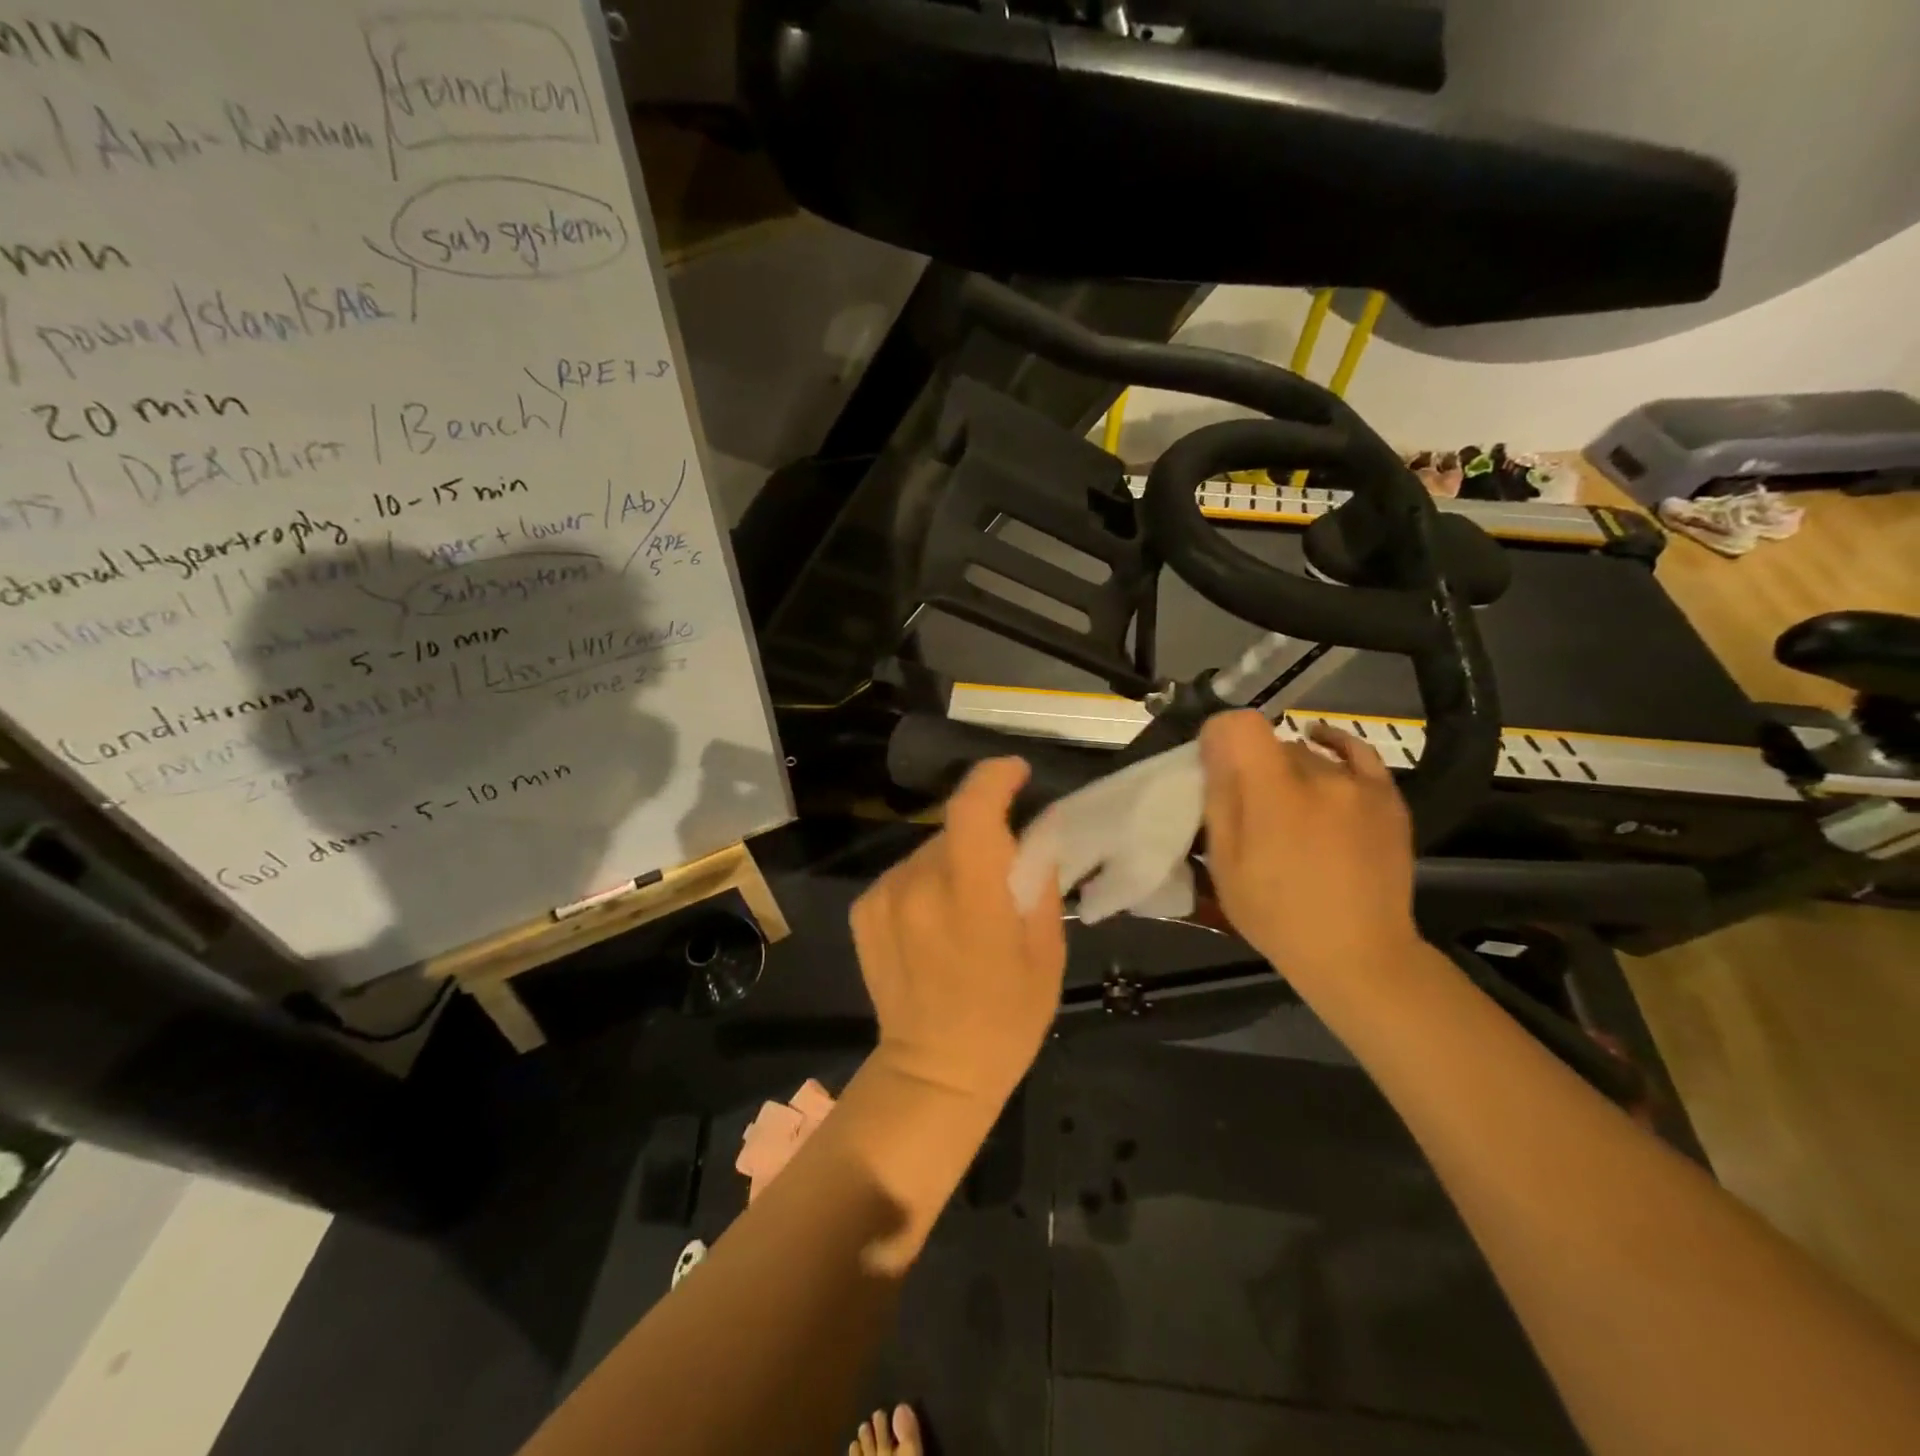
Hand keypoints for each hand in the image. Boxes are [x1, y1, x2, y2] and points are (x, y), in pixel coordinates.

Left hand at [851, 758, 1066, 1105]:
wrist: (935, 1071)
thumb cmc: (1006, 1018)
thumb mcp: (1046, 951)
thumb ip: (1039, 881)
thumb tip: (1033, 834)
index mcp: (969, 897)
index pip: (972, 810)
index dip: (994, 779)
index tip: (1016, 773)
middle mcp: (917, 886)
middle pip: (954, 830)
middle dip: (983, 837)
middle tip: (1004, 873)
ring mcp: (884, 896)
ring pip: (929, 851)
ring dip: (953, 862)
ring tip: (967, 909)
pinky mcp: (864, 909)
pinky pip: (905, 874)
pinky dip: (926, 882)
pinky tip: (935, 924)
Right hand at [1200, 711, 1421, 986]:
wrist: (1357, 953)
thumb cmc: (1276, 914)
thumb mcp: (1225, 862)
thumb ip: (1219, 799)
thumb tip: (1214, 748)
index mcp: (1272, 793)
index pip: (1238, 726)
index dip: (1219, 737)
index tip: (1212, 764)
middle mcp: (1318, 775)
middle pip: (1271, 744)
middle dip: (1252, 764)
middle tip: (1247, 804)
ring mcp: (1358, 784)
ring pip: (1307, 755)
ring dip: (1288, 771)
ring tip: (1287, 808)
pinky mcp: (1387, 797)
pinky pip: (1357, 753)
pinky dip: (1333, 744)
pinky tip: (1319, 741)